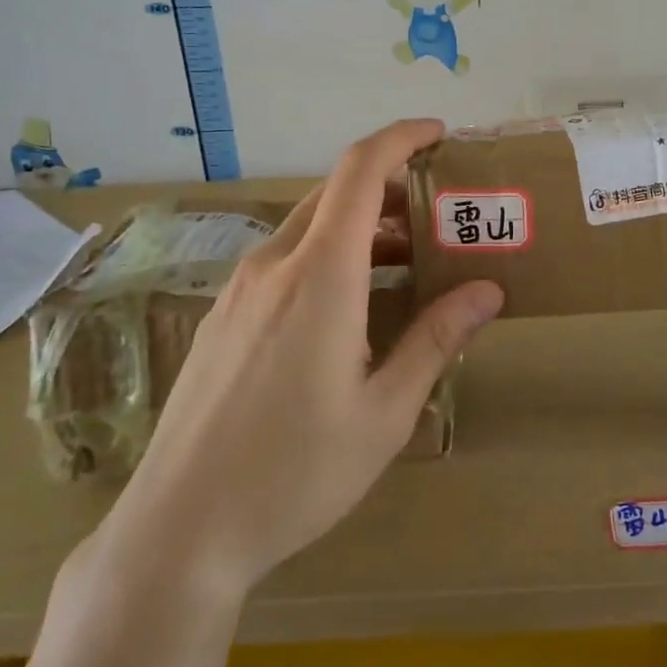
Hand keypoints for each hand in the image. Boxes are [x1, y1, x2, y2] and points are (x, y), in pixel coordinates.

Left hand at [92, 119, 503, 602]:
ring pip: (309, 229)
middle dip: (392, 189)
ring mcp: (239, 291)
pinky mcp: (222, 318)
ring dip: (362, 229)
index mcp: (321, 275)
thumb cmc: (295, 472)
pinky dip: (328, 257)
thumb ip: (436, 339)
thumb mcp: (385, 411)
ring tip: (407, 265)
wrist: (178, 532)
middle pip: (336, 195)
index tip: (439, 134)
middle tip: (440, 215)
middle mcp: (274, 266)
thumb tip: (488, 290)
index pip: (360, 171)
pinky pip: (284, 262)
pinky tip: (351, 310)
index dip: (400, 138)